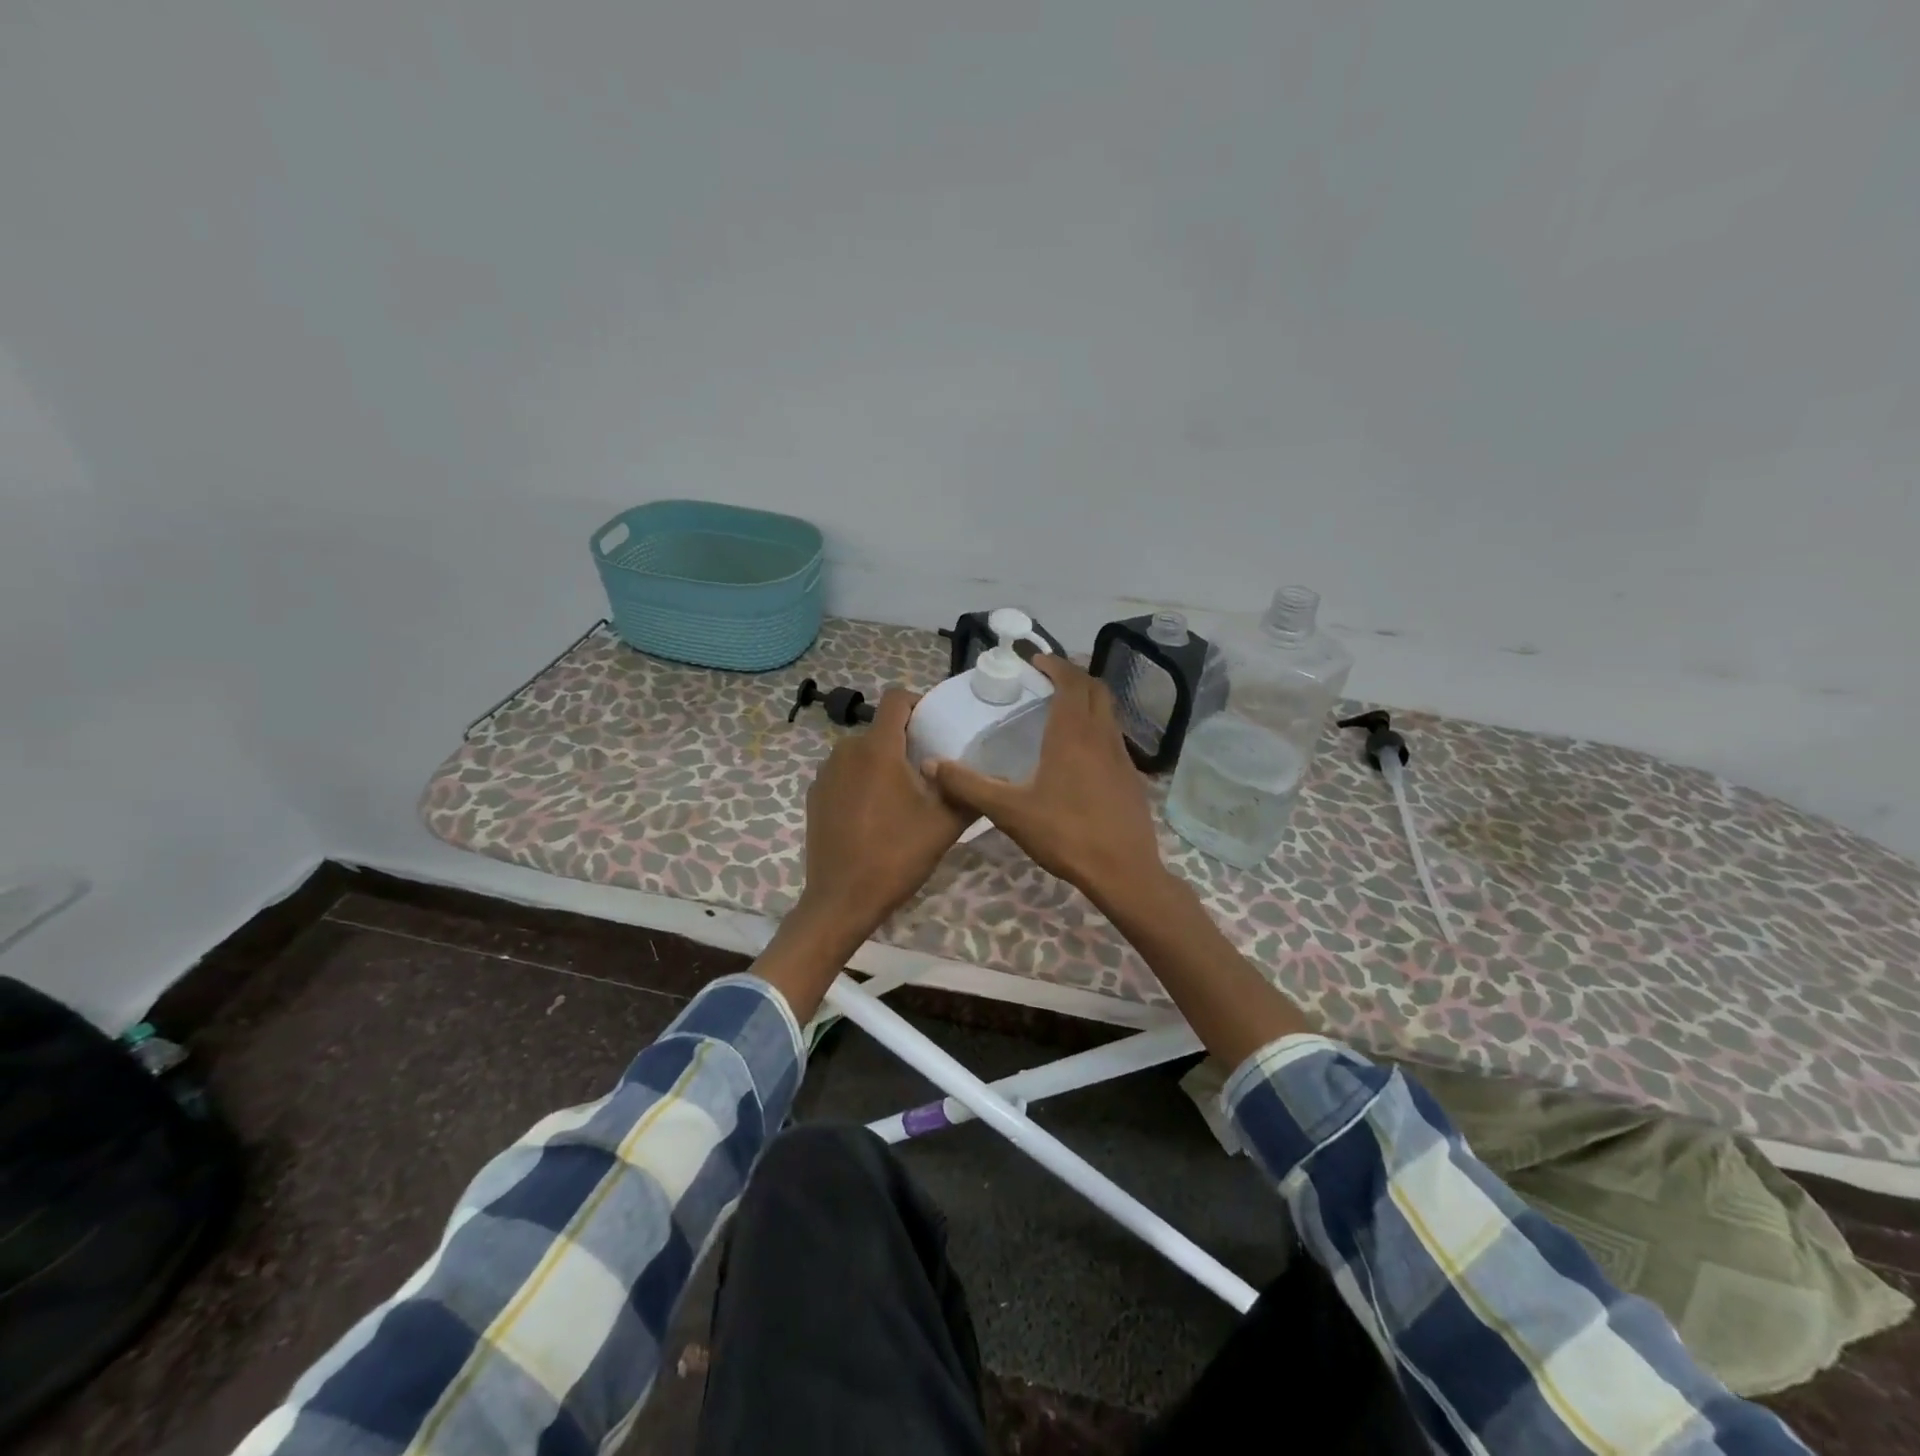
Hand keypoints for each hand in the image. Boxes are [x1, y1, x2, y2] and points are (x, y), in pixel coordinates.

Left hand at [757, 689, 972, 1021]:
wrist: (842, 899)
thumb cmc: (897, 855)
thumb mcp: (945, 824)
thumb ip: (968, 792)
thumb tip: (987, 777)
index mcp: (877, 749)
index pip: (895, 700)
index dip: (918, 703)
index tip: (936, 724)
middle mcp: (846, 751)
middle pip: (880, 728)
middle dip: (905, 740)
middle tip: (930, 768)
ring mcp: (826, 774)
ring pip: (861, 752)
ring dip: (883, 762)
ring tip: (905, 794)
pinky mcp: (815, 796)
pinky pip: (845, 774)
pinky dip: (863, 781)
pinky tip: (876, 814)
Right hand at [925, 656, 1167, 911]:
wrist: (1123, 871)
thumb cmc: (1065, 834)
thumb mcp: (1008, 811)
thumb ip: (968, 786)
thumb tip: (930, 765)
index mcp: (1073, 734)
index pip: (1070, 682)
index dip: (1055, 665)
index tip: (1036, 661)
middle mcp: (1101, 736)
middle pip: (1095, 689)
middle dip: (1073, 676)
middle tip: (1047, 680)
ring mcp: (1122, 756)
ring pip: (1108, 712)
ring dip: (1087, 700)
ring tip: (1061, 710)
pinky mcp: (1131, 777)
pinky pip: (1114, 737)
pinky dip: (1096, 727)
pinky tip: (1079, 753)